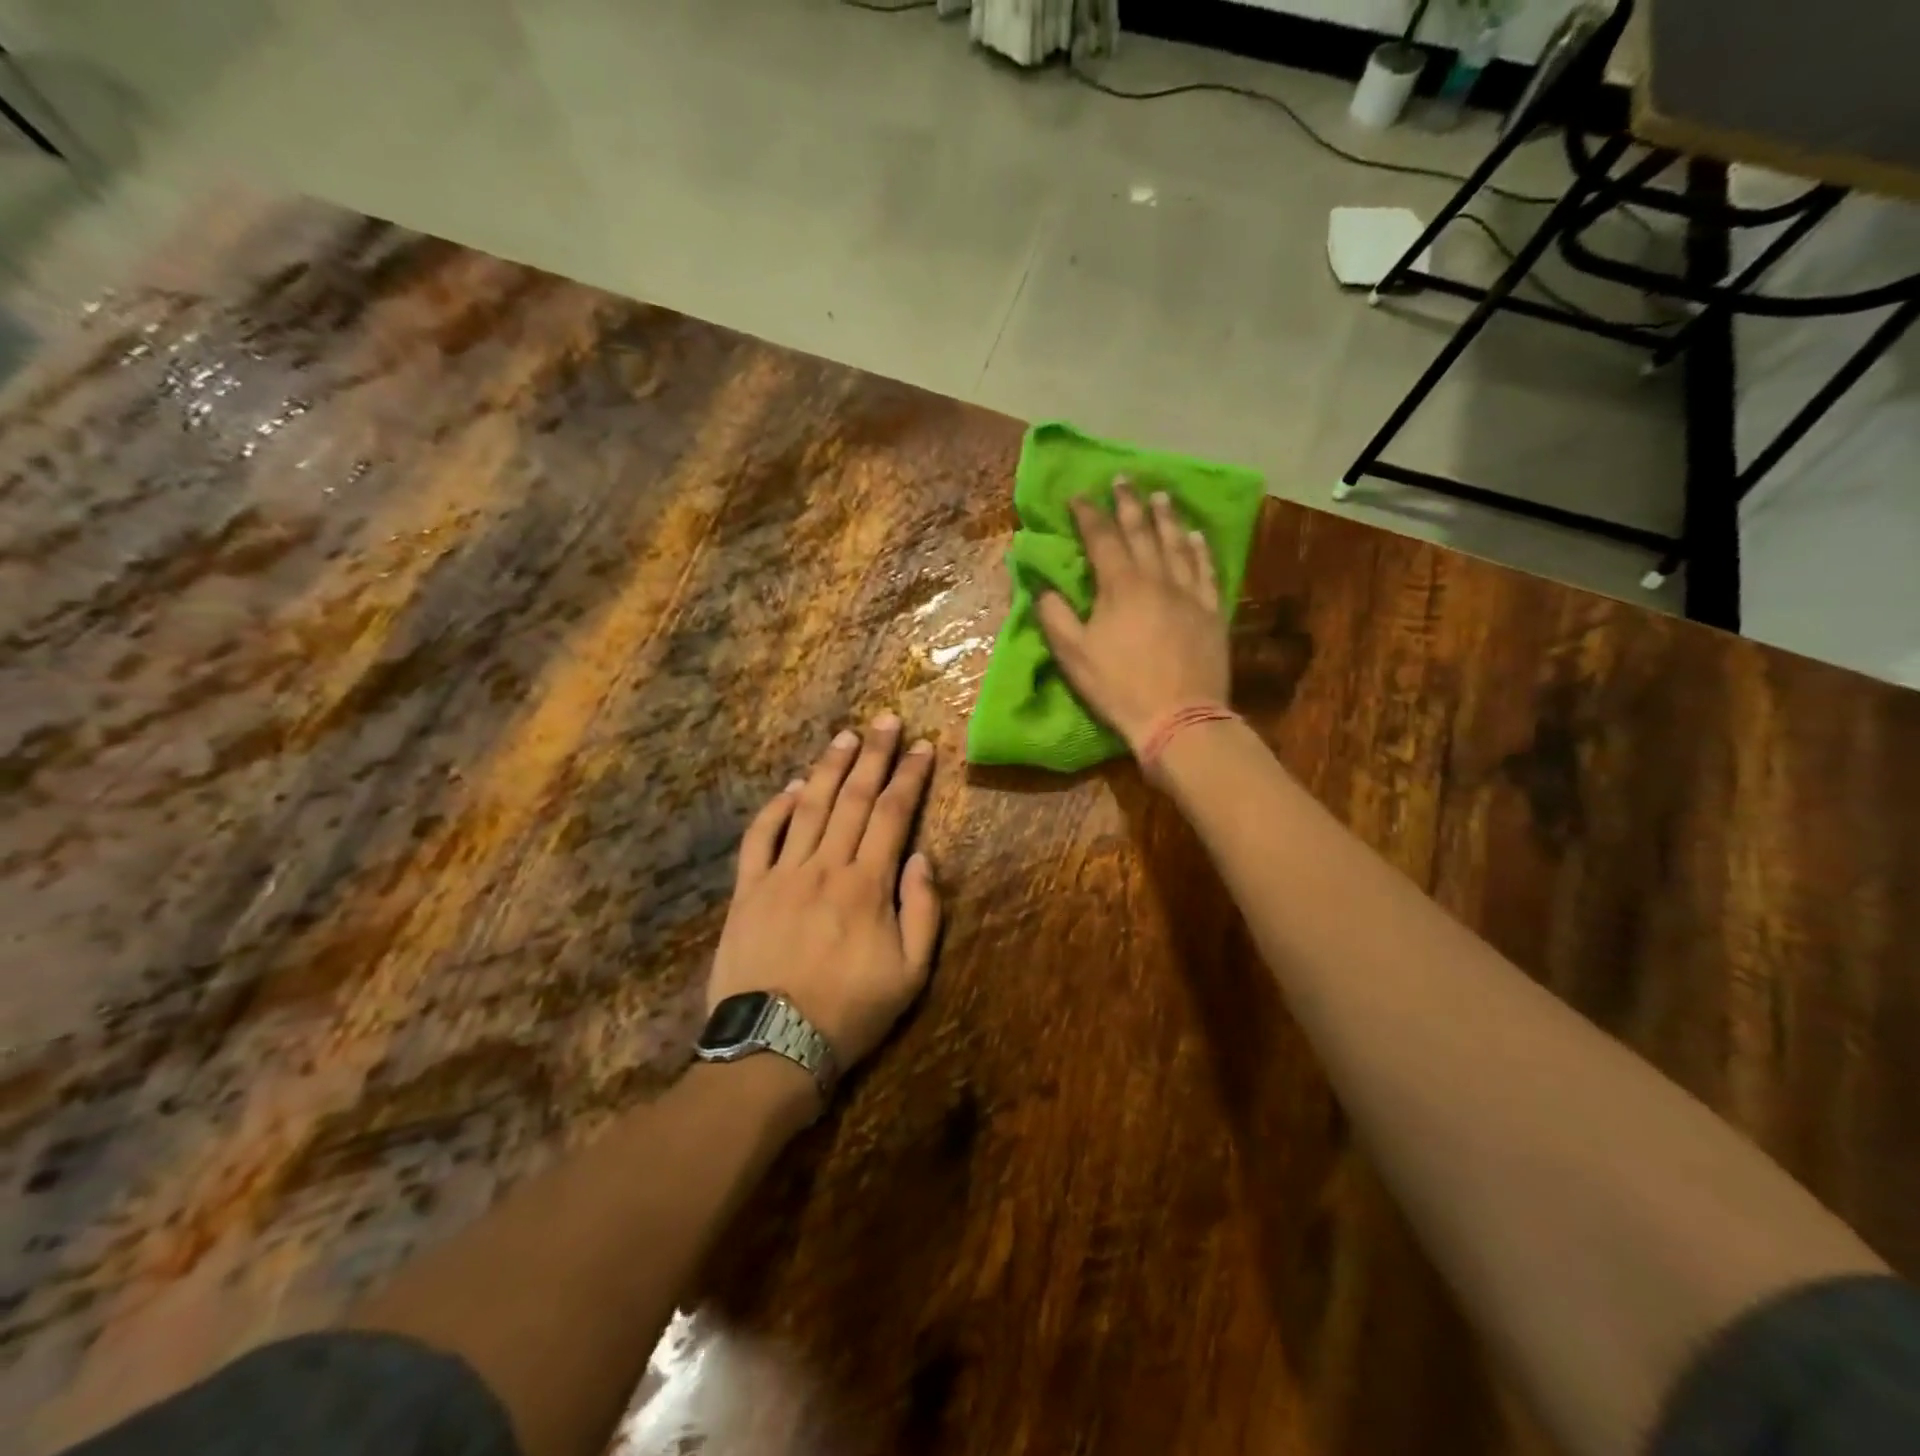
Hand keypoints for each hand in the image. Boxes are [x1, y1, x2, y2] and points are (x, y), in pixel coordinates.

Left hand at [710, 715, 941, 1079]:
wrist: (772, 1046)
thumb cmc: (850, 1012)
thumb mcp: (910, 974)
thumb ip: (922, 910)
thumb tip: (921, 857)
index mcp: (867, 885)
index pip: (893, 814)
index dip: (909, 777)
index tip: (922, 747)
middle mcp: (825, 866)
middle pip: (853, 798)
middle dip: (873, 755)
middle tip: (886, 720)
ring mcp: (782, 874)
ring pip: (810, 807)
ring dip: (830, 768)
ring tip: (846, 737)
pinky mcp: (748, 890)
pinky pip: (761, 838)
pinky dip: (777, 808)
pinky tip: (793, 787)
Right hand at [1036, 481, 1230, 750]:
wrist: (1179, 717)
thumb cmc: (1119, 687)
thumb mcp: (1074, 656)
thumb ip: (1056, 617)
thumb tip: (1044, 588)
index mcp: (1120, 586)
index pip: (1102, 539)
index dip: (1089, 515)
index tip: (1078, 495)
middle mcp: (1156, 578)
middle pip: (1142, 532)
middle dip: (1129, 503)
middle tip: (1123, 479)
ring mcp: (1189, 593)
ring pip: (1177, 544)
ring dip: (1167, 517)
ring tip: (1160, 495)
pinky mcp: (1211, 611)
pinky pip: (1206, 571)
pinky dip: (1200, 550)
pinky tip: (1197, 536)